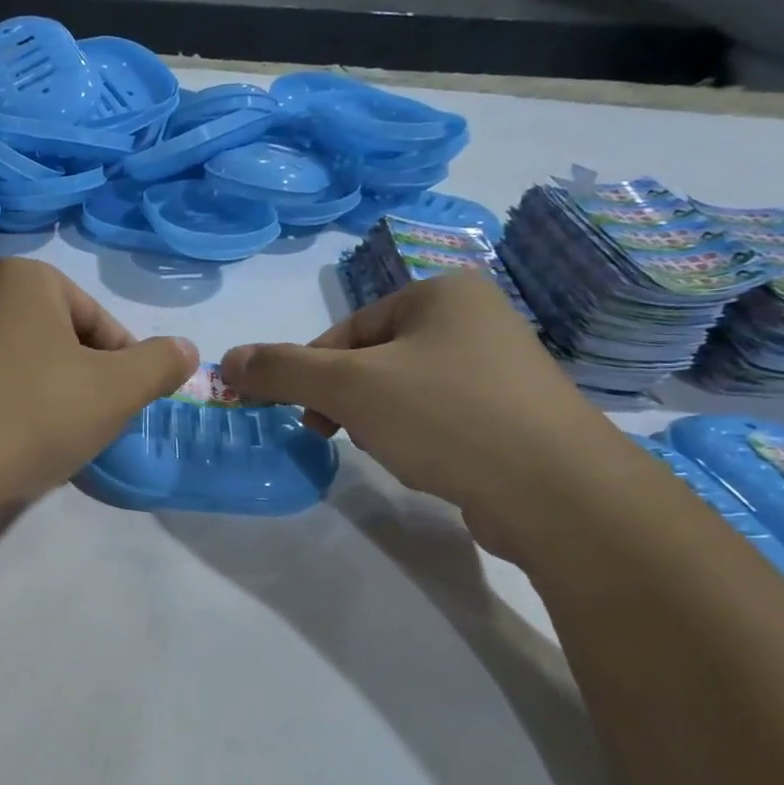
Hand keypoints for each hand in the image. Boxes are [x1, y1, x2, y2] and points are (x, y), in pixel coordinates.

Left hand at [0, 258, 197, 515]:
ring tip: (48, 444)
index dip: (123, 371)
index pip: (102, 324)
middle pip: (64, 346)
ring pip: (29, 371)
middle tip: (86, 429)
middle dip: (85, 388)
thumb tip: (184, 349)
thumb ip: (158, 365)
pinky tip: (11, 450)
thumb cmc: (31, 413)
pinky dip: (12, 417)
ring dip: (51, 405)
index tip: (120, 411)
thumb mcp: (115, 390)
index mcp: (26, 279)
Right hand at [220, 269, 627, 559]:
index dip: (312, 373)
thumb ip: (282, 370)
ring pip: (405, 389)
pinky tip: (427, 463)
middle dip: (349, 400)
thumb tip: (226, 360)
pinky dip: (420, 437)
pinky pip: (442, 416)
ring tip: (393, 451)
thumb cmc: (446, 417)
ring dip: (380, 420)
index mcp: (441, 293)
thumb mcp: (349, 387)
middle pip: (374, 359)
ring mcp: (501, 368)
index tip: (305, 415)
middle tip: (342, 434)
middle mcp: (476, 318)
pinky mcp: (514, 415)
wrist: (557, 491)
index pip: (346, 330)